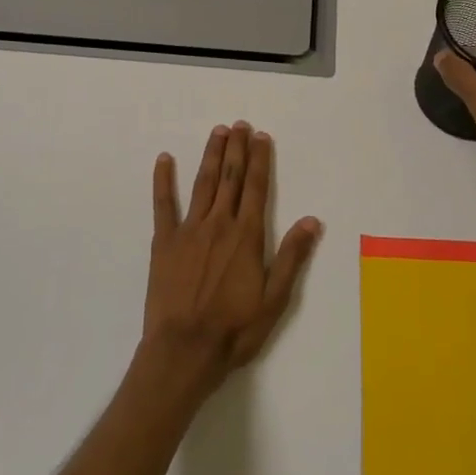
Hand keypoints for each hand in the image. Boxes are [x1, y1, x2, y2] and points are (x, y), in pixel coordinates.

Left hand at [142, 122, 321, 396]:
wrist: (185, 349)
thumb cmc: (234, 329)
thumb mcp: (275, 299)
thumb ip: (292, 257)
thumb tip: (312, 220)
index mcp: (247, 236)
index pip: (257, 188)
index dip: (260, 160)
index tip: (261, 136)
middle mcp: (219, 224)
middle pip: (230, 178)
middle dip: (236, 149)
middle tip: (239, 124)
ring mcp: (189, 230)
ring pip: (203, 184)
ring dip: (211, 155)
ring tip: (217, 132)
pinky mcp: (164, 242)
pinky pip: (163, 204)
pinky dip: (163, 180)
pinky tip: (164, 159)